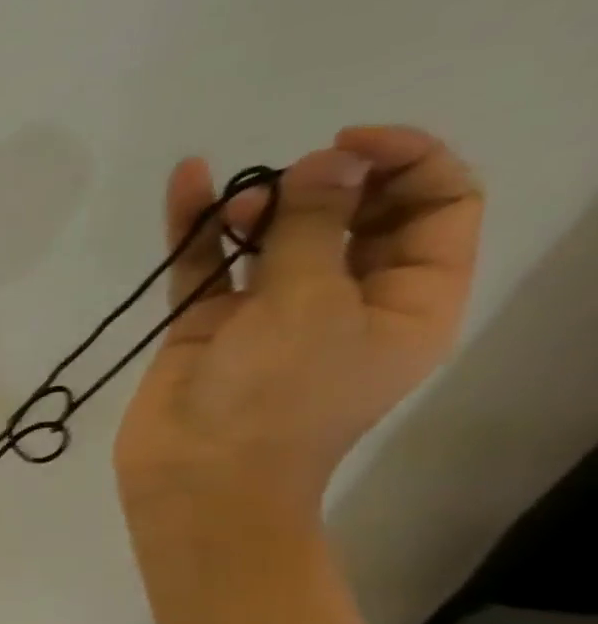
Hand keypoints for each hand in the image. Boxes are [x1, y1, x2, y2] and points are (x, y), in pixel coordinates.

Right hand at [115, 126, 482, 527]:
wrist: (195, 477)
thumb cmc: (276, 399)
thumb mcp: (312, 304)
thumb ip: (315, 226)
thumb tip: (324, 161)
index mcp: (408, 301)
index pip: (437, 207)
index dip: (405, 162)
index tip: (345, 145)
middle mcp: (345, 301)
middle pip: (354, 216)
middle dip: (324, 184)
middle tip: (285, 183)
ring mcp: (268, 315)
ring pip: (275, 238)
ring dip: (259, 204)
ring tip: (232, 201)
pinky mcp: (206, 328)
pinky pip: (207, 267)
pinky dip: (198, 228)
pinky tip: (187, 181)